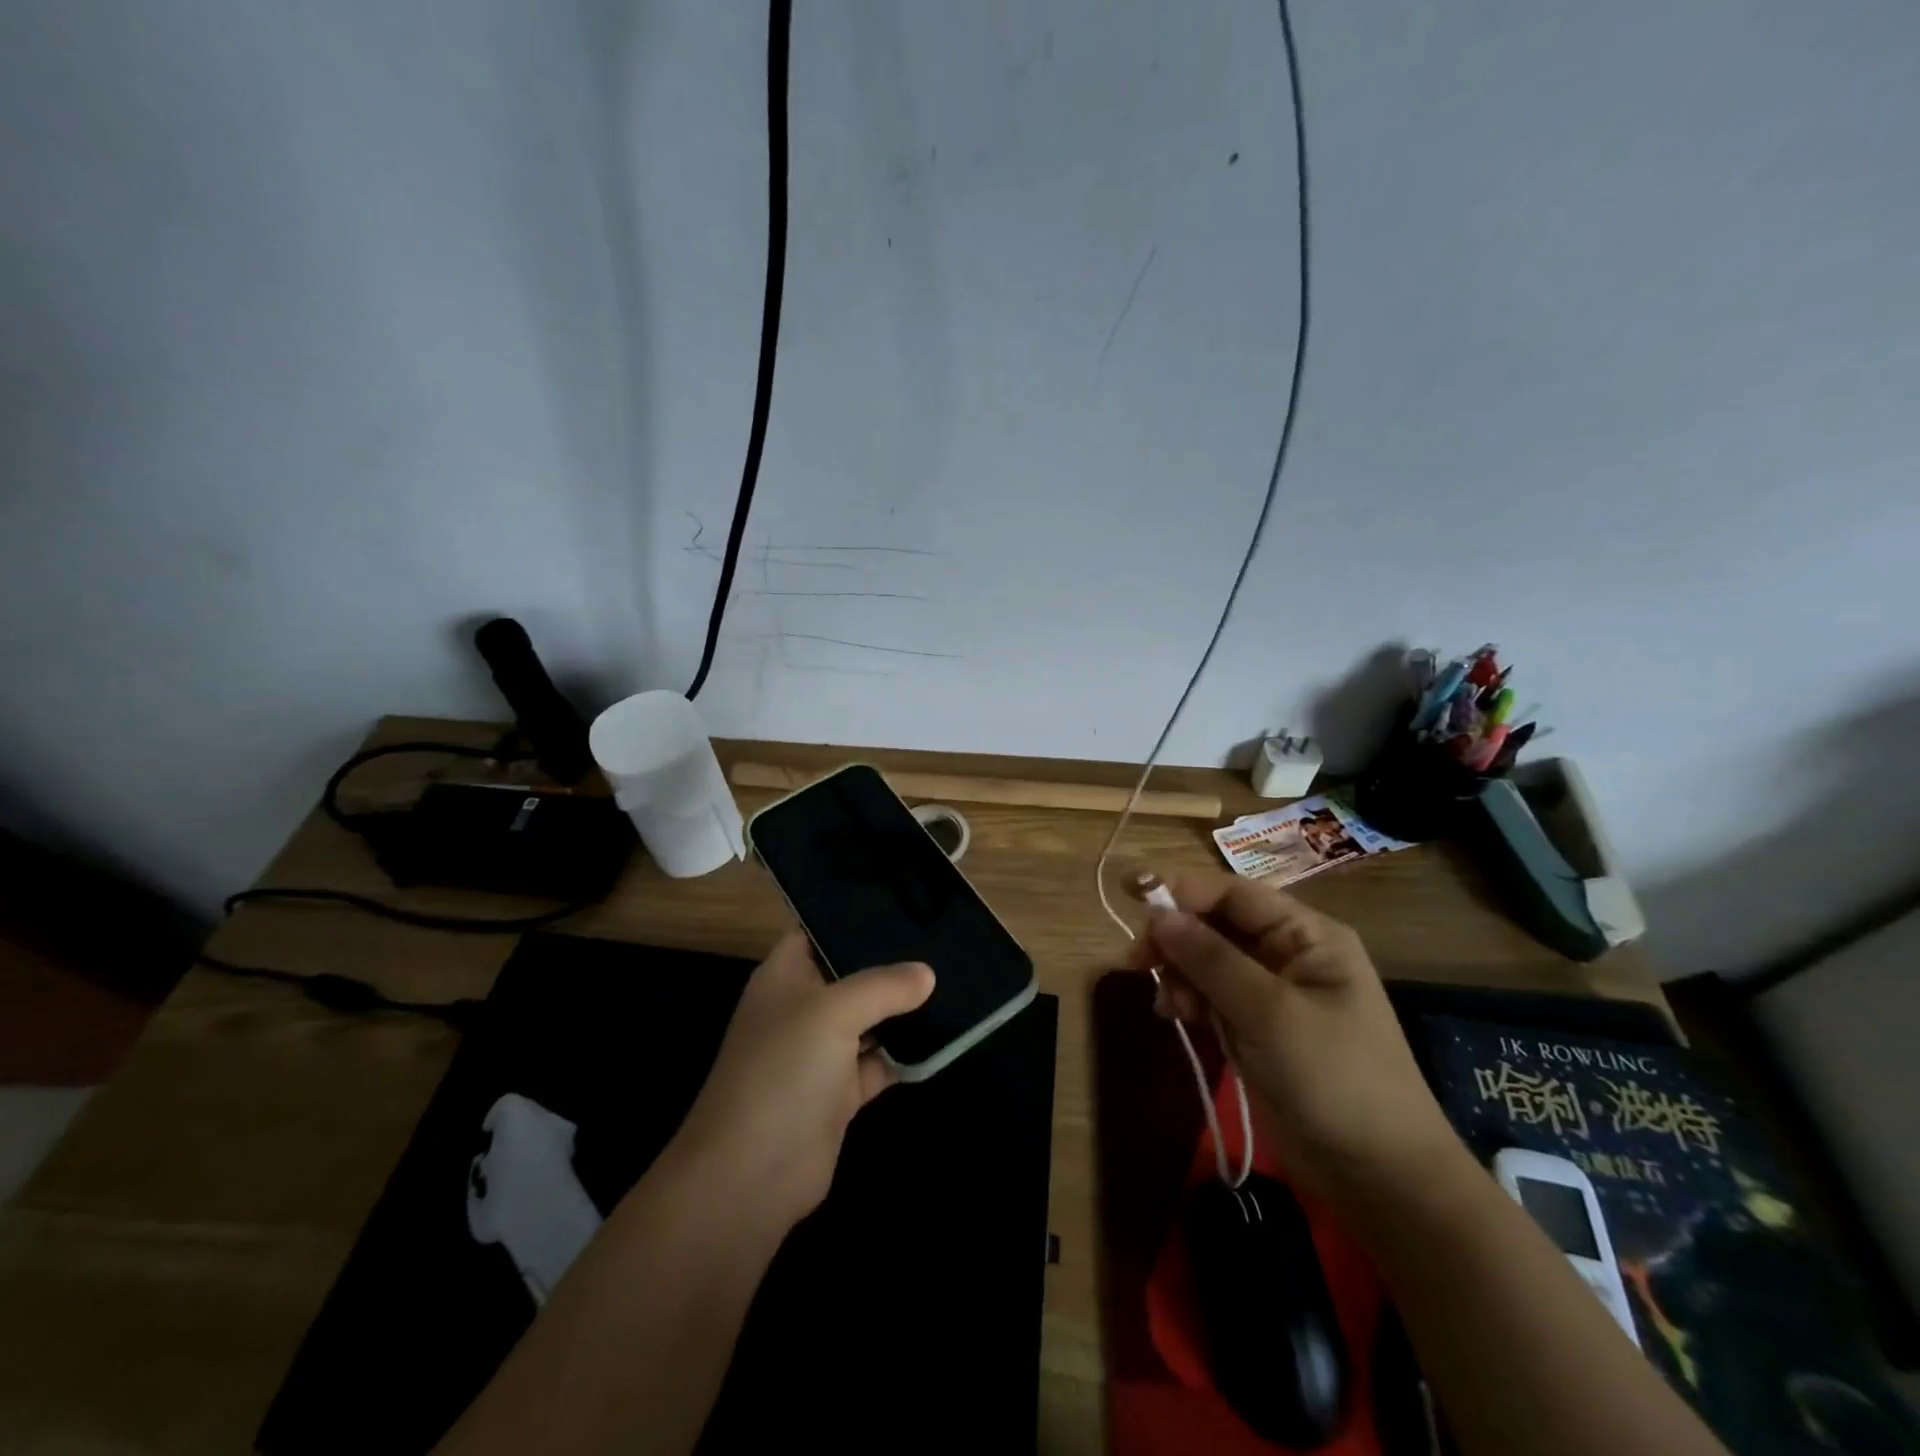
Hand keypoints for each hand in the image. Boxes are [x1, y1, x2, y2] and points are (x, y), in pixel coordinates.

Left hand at [672, 932, 933, 1229]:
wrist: (751, 1176)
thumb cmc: (783, 1071)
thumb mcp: (833, 1012)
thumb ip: (883, 986)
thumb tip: (927, 974)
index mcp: (784, 977)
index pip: (817, 931)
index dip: (852, 918)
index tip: (902, 905)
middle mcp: (801, 1008)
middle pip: (849, 975)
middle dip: (890, 963)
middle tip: (941, 940)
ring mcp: (819, 1053)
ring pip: (868, 1019)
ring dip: (902, 1008)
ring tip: (953, 977)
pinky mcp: (839, 1093)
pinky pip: (879, 1062)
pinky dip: (905, 1054)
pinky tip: (944, 1035)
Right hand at [1129, 871, 1460, 1203]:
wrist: (1379, 1178)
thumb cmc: (1335, 1079)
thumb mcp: (1271, 1013)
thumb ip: (1212, 960)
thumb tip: (1158, 916)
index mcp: (1307, 936)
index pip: (1234, 894)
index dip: (1183, 890)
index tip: (1133, 896)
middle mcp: (1287, 955)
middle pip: (1216, 925)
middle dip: (1176, 938)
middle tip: (1136, 960)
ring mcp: (1270, 994)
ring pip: (1206, 961)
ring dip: (1179, 974)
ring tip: (1168, 1005)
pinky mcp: (1255, 1029)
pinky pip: (1209, 996)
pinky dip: (1187, 1000)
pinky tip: (1173, 1015)